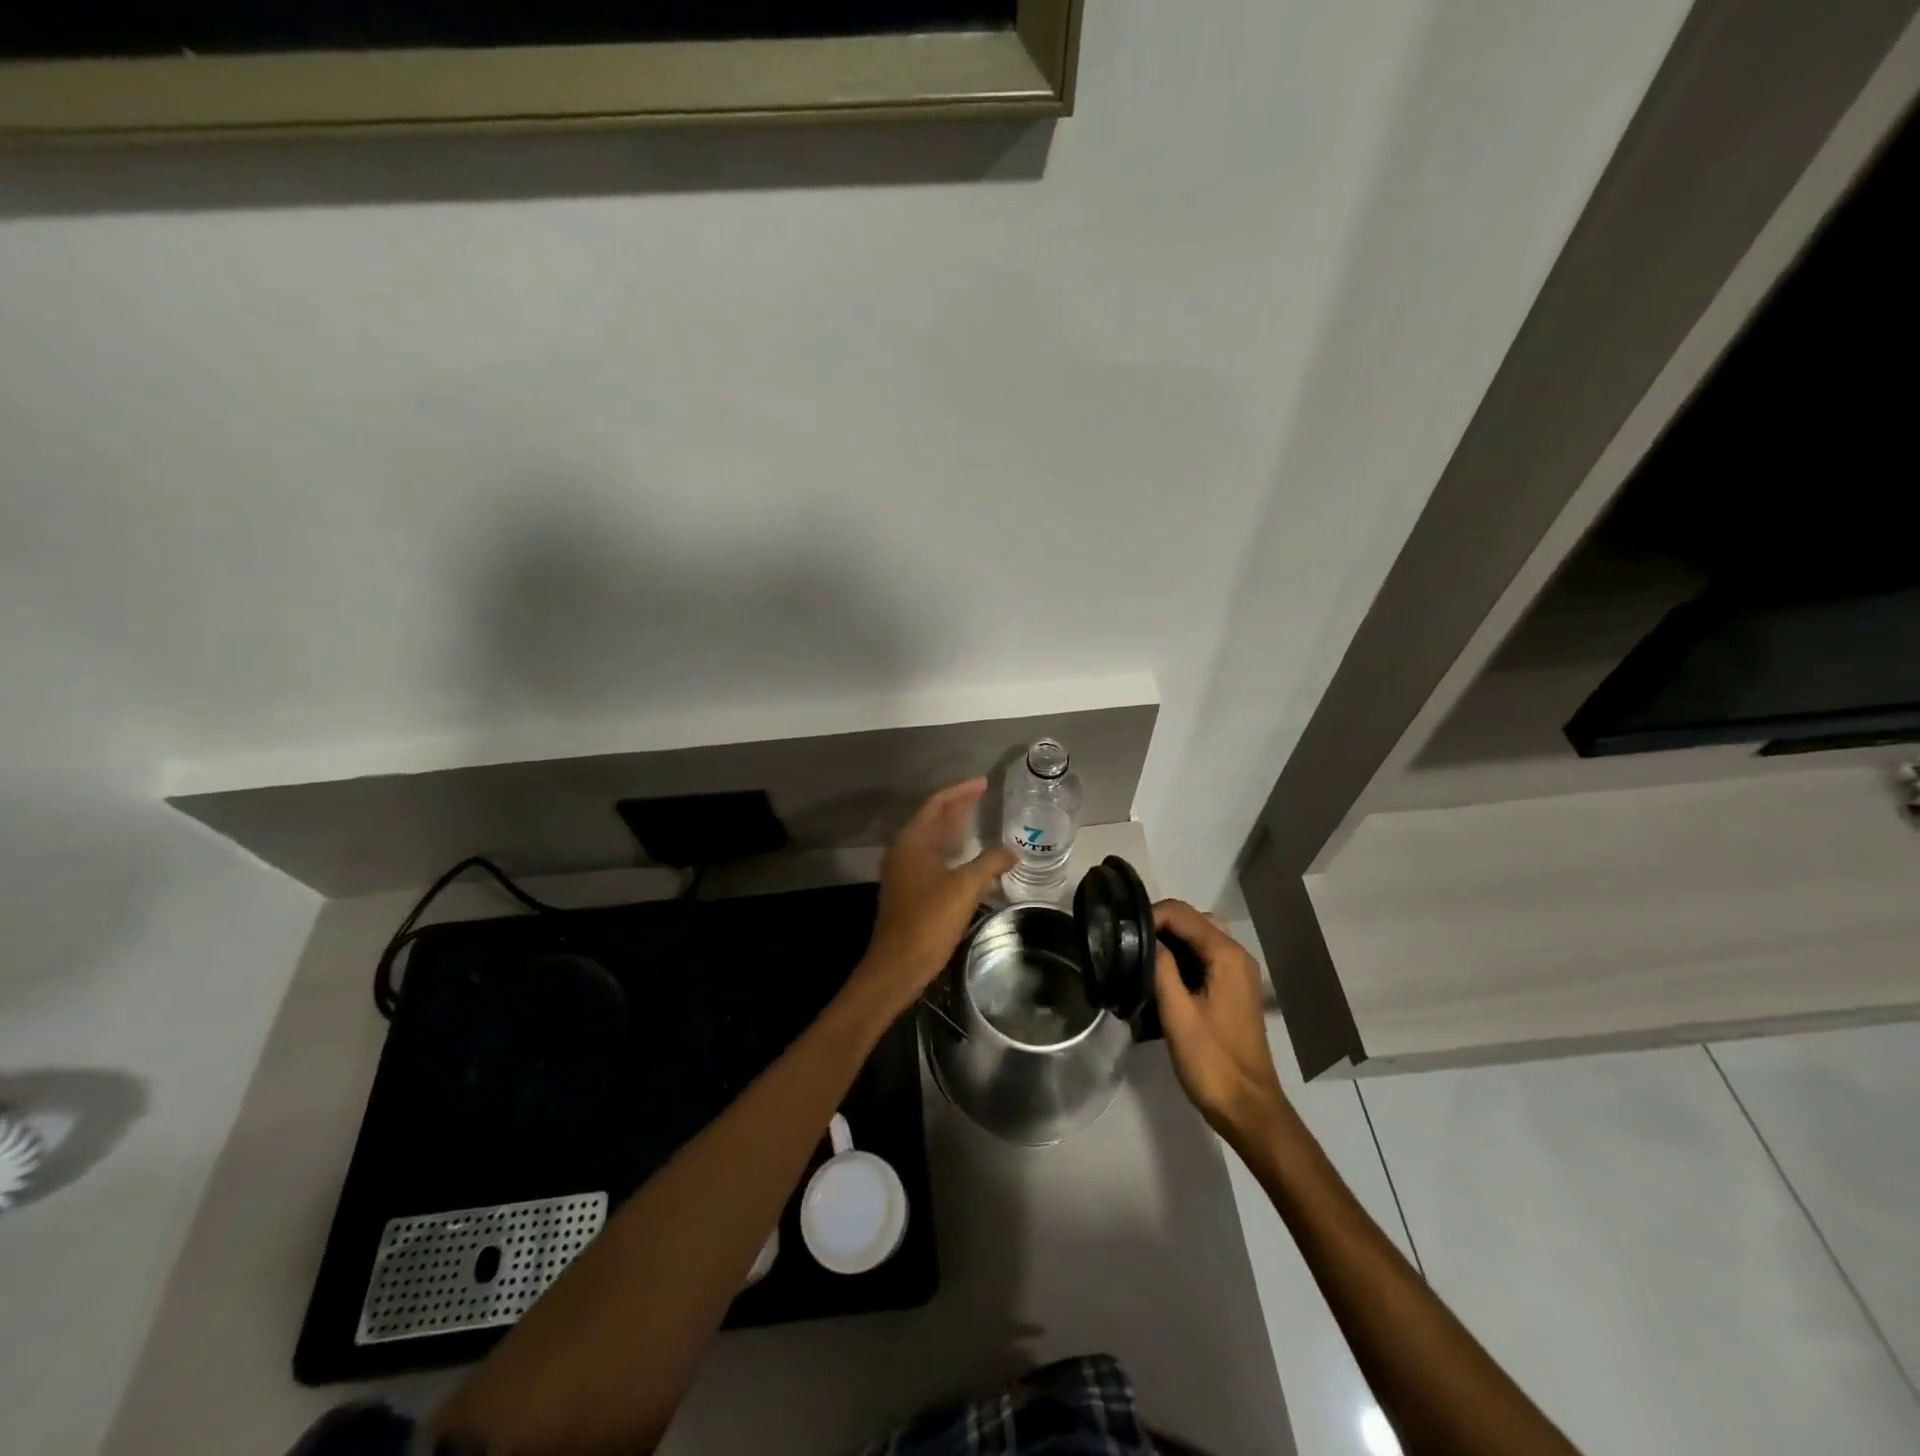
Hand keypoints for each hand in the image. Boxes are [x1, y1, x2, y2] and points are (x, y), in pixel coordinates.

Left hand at [852, 780, 1015, 1020]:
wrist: (898, 965)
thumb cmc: (929, 920)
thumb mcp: (965, 887)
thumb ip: (989, 863)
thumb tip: (1011, 851)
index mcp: (912, 841)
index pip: (937, 804)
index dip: (961, 791)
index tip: (984, 783)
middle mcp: (904, 851)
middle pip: (932, 819)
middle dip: (958, 807)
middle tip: (984, 797)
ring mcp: (903, 871)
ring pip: (932, 840)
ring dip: (954, 829)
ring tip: (980, 821)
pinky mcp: (908, 890)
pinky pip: (931, 858)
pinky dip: (950, 851)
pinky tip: (969, 859)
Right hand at [1153, 900, 1286, 1142]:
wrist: (1248, 1107)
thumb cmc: (1211, 1061)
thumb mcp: (1177, 1013)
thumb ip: (1161, 968)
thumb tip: (1144, 937)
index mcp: (1226, 956)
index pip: (1182, 914)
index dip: (1150, 916)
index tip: (1122, 935)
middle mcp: (1237, 956)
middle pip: (1193, 920)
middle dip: (1160, 924)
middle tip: (1129, 944)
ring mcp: (1239, 973)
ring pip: (1199, 937)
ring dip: (1170, 940)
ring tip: (1140, 957)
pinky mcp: (1234, 989)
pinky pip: (1205, 956)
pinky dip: (1182, 956)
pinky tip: (1160, 975)